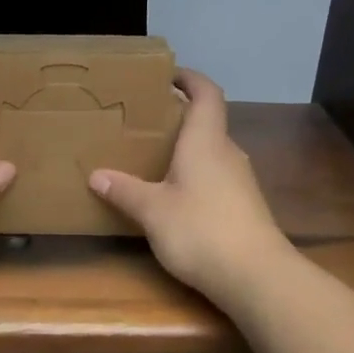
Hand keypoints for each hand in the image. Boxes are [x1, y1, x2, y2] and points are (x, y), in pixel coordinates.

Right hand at [88, 69, 293, 307]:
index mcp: (206, 141)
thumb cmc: (201, 230)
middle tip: (143, 122)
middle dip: (178, 118)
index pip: (206, 94)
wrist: (256, 277)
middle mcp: (227, 153)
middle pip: (207, 123)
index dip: (189, 78)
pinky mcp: (243, 207)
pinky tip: (173, 196)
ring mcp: (240, 181)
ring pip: (210, 152)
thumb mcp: (152, 211)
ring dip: (185, 150)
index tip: (167, 75)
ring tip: (152, 158)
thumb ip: (125, 191)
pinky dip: (194, 176)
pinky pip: (214, 177)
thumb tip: (97, 175)